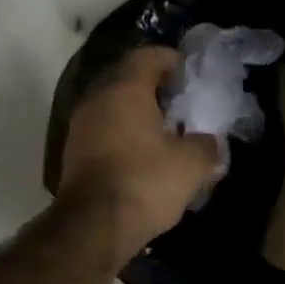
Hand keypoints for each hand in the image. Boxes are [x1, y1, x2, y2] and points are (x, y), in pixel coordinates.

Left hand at [56, 47, 219, 265]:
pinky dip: (123, 133)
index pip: (146, 56)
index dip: (170, 59)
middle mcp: (97, 100)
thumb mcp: (191, 164)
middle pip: (127, 79)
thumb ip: (207, 146)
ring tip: (165, 130)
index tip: (189, 71)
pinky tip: (143, 153)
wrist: (93, 227)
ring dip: (137, 112)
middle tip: (181, 101)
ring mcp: (81, 127)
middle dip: (154, 87)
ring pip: (113, 106)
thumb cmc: (145, 182)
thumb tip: (210, 143)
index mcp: (125, 90)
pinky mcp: (74, 154)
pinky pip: (104, 130)